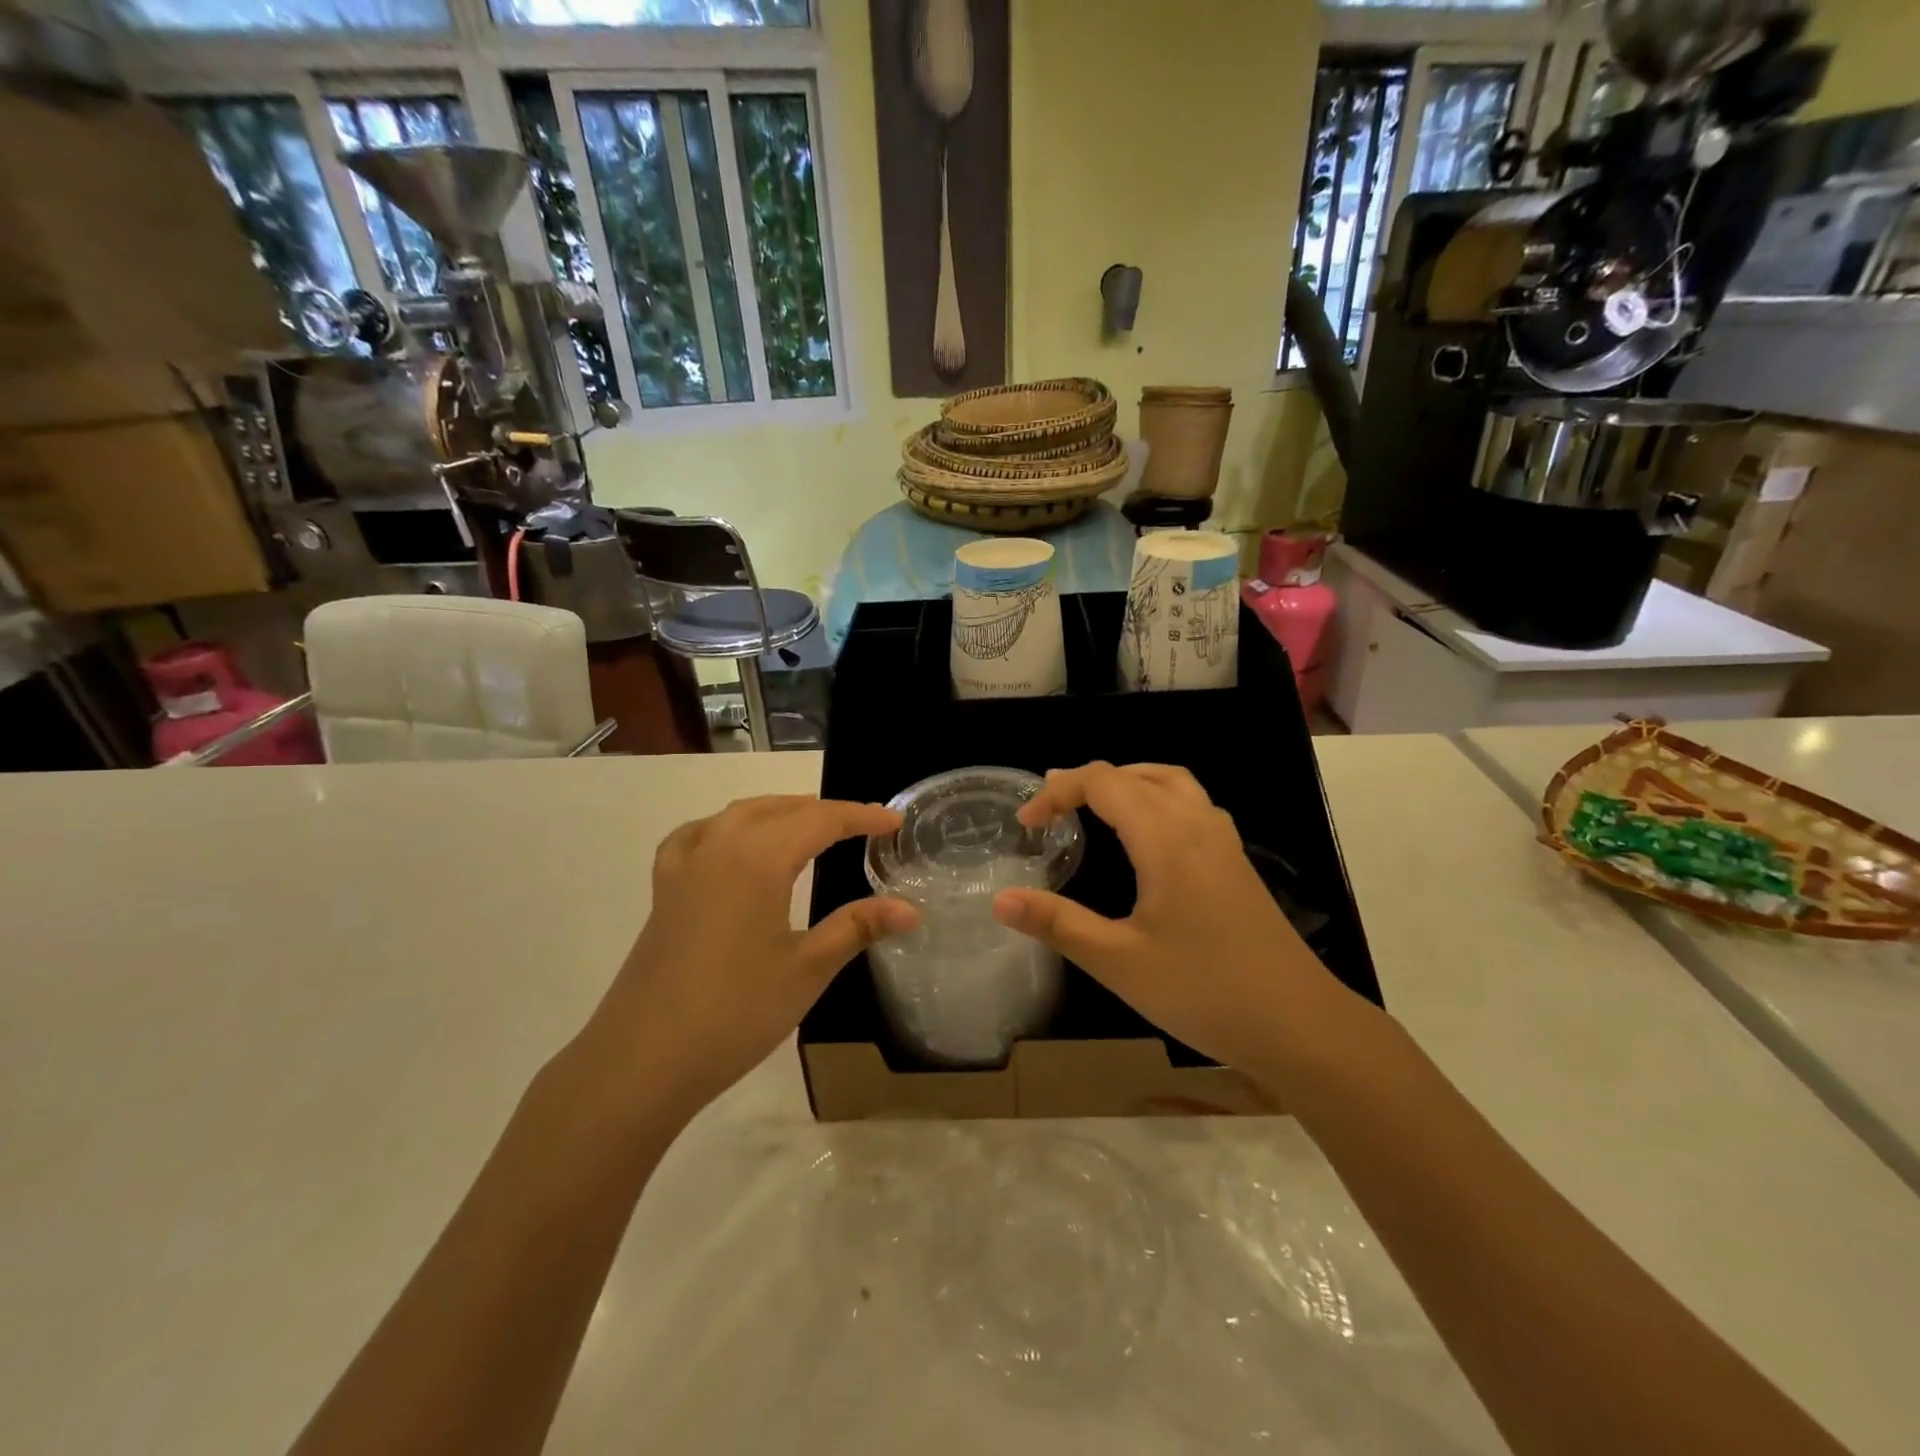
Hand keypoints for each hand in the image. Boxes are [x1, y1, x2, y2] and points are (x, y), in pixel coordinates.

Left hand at [581, 796, 917, 1116]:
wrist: (642, 1061)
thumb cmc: (735, 1012)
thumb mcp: (807, 968)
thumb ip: (858, 927)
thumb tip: (911, 909)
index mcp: (758, 858)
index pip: (820, 820)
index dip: (861, 816)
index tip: (895, 821)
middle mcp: (720, 847)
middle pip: (779, 809)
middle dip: (824, 811)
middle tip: (861, 825)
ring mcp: (685, 867)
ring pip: (738, 815)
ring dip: (778, 810)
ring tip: (807, 824)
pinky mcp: (664, 891)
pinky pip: (697, 836)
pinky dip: (725, 828)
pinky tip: (729, 845)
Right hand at [993, 762, 1346, 1074]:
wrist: (1300, 1025)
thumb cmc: (1204, 991)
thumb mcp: (1118, 962)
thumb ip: (1057, 924)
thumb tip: (1000, 900)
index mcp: (1166, 837)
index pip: (1103, 782)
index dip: (1057, 792)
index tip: (1026, 825)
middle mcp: (1197, 824)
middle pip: (1136, 773)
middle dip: (1087, 782)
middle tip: (1050, 809)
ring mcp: (1223, 841)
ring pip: (1170, 782)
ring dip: (1127, 782)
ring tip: (1093, 808)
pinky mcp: (1236, 862)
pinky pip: (1191, 804)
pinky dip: (1155, 799)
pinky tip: (1146, 839)